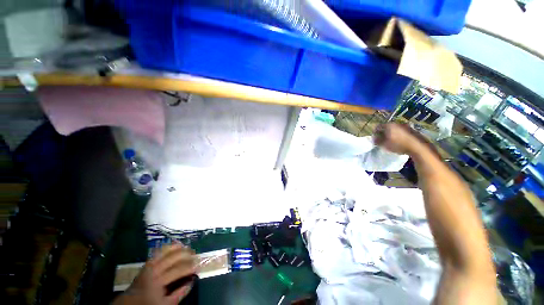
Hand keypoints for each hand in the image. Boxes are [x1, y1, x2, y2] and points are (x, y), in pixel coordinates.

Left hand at [114, 244, 197, 304]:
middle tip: (195, 254)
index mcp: (158, 281)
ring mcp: (148, 265)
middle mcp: (153, 270)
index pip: (178, 270)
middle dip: (186, 254)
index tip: (199, 265)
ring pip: (165, 251)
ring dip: (177, 248)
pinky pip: (158, 251)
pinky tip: (175, 245)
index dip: (190, 267)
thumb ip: (179, 294)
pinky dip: (167, 247)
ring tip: (187, 247)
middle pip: (173, 258)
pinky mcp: (146, 264)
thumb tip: (192, 281)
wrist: (130, 303)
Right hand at [373, 123, 420, 154]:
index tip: (375, 139)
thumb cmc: (399, 145)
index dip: (375, 133)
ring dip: (391, 134)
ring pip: (394, 129)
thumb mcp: (385, 144)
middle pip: (387, 127)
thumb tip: (373, 139)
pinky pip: (401, 132)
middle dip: (383, 133)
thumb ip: (377, 141)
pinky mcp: (412, 130)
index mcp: (389, 125)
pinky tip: (399, 142)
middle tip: (382, 140)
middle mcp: (397, 123)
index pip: (378, 127)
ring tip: (390, 142)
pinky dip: (398, 136)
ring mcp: (405, 126)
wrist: (418, 146)